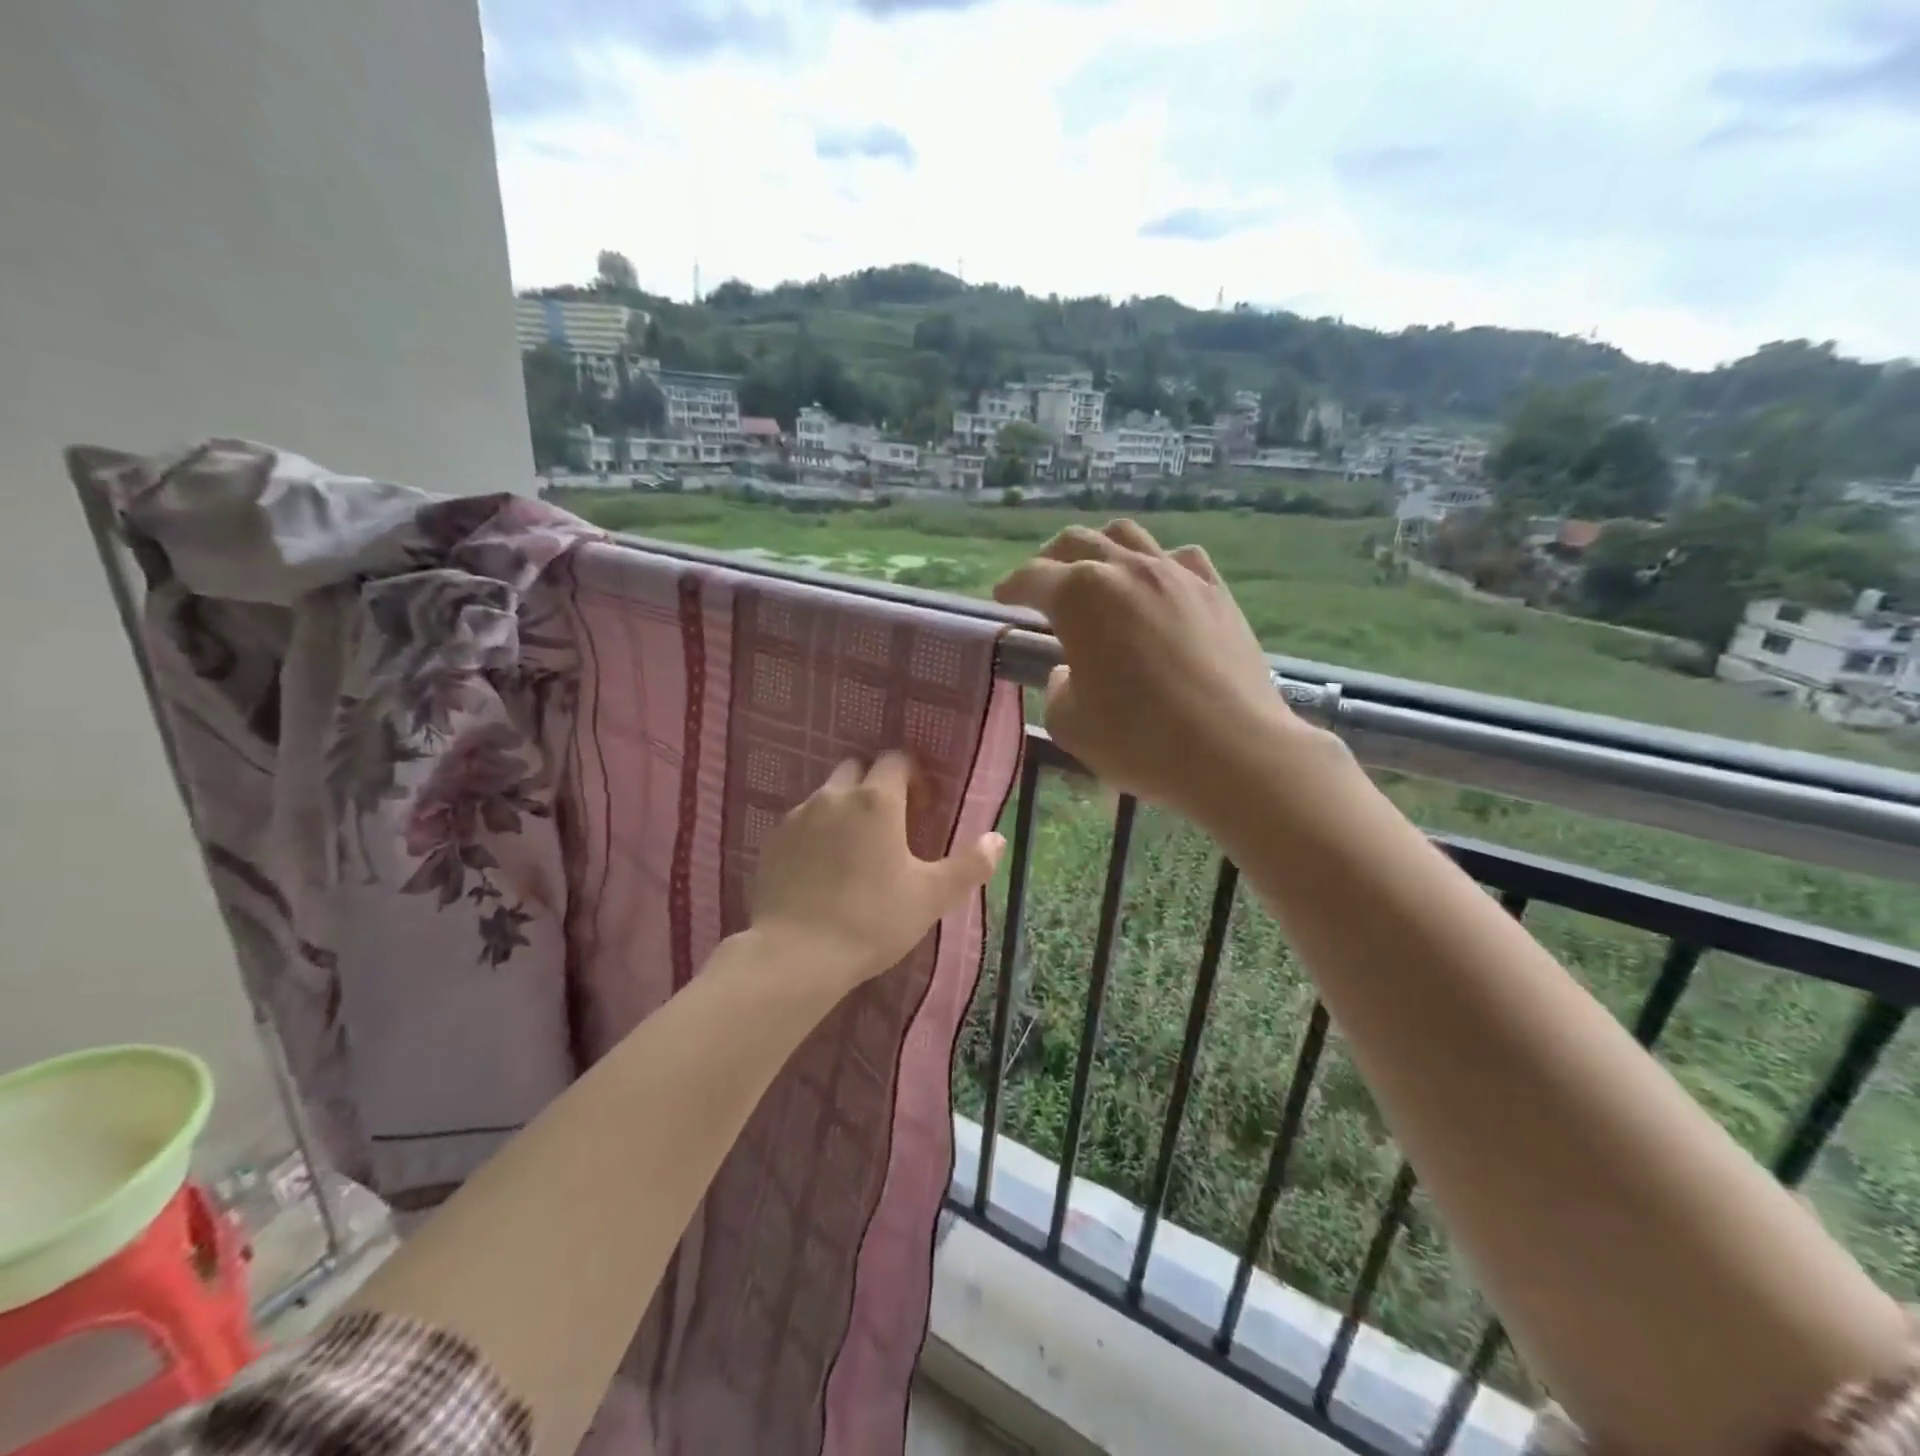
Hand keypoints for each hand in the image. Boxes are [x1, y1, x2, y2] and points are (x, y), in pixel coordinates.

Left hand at [750, 752, 1004, 989]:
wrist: (796, 955)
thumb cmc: (873, 920)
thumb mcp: (931, 897)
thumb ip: (969, 865)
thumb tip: (998, 839)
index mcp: (877, 800)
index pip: (896, 759)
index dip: (913, 775)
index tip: (921, 806)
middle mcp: (834, 796)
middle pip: (857, 768)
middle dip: (875, 784)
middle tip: (890, 824)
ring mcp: (798, 816)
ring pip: (827, 795)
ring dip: (844, 807)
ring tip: (855, 848)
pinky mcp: (772, 841)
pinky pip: (801, 822)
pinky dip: (816, 832)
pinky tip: (822, 867)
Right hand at [994, 520, 1310, 820]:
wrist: (1232, 750)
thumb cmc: (1139, 739)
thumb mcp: (1070, 725)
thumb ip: (1058, 689)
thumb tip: (1072, 672)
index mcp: (1079, 597)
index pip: (1033, 578)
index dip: (1012, 586)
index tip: (1002, 597)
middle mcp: (1126, 571)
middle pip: (1077, 543)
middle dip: (1050, 559)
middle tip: (1042, 582)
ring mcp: (1176, 576)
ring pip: (1129, 536)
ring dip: (1102, 548)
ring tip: (1096, 573)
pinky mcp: (1216, 592)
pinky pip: (1179, 559)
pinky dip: (1157, 565)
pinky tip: (1157, 587)